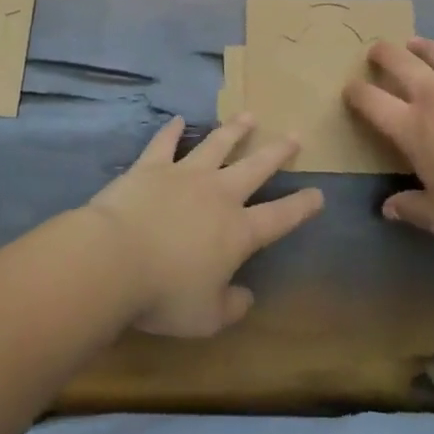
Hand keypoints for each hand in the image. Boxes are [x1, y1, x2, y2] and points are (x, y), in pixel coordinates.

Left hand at [87, 115, 323, 336]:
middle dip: (277, 152)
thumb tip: (247, 297)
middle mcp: (218, 194)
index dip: (301, 206)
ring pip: (216, 145)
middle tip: (294, 136)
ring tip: (249, 116)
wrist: (115, 258)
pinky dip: (171, 130)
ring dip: (234, 130)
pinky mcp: (151, 166)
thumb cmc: (164, 294)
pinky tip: (177, 119)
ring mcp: (184, 174)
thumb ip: (231, 307)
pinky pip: (165, 142)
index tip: (319, 193)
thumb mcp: (205, 317)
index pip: (279, 217)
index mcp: (237, 232)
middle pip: (254, 168)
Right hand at [345, 37, 433, 239]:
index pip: (372, 103)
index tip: (350, 89)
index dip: (356, 93)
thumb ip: (412, 209)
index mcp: (412, 127)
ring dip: (425, 46)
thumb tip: (388, 208)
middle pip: (400, 63)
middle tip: (376, 50)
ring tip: (415, 41)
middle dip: (384, 54)